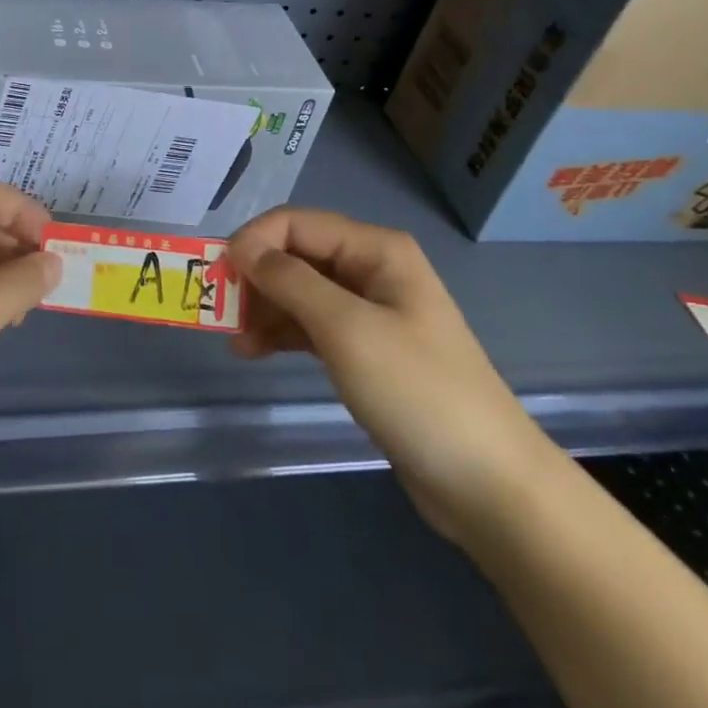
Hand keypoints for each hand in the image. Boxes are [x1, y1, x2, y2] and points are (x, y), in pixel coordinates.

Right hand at [226, 208, 559, 541]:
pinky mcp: (365, 350)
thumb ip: (290, 281)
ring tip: (234, 340)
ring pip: (300, 291)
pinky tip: (253, 351)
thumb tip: (243, 248)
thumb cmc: (416, 392)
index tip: (219, 276)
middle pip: (297, 255)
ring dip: (264, 307)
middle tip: (220, 311)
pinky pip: (312, 325)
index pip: (297, 223)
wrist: (487, 484)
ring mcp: (370, 311)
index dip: (254, 241)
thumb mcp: (346, 329)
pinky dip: (282, 333)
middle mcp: (371, 269)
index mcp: (375, 249)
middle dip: (256, 277)